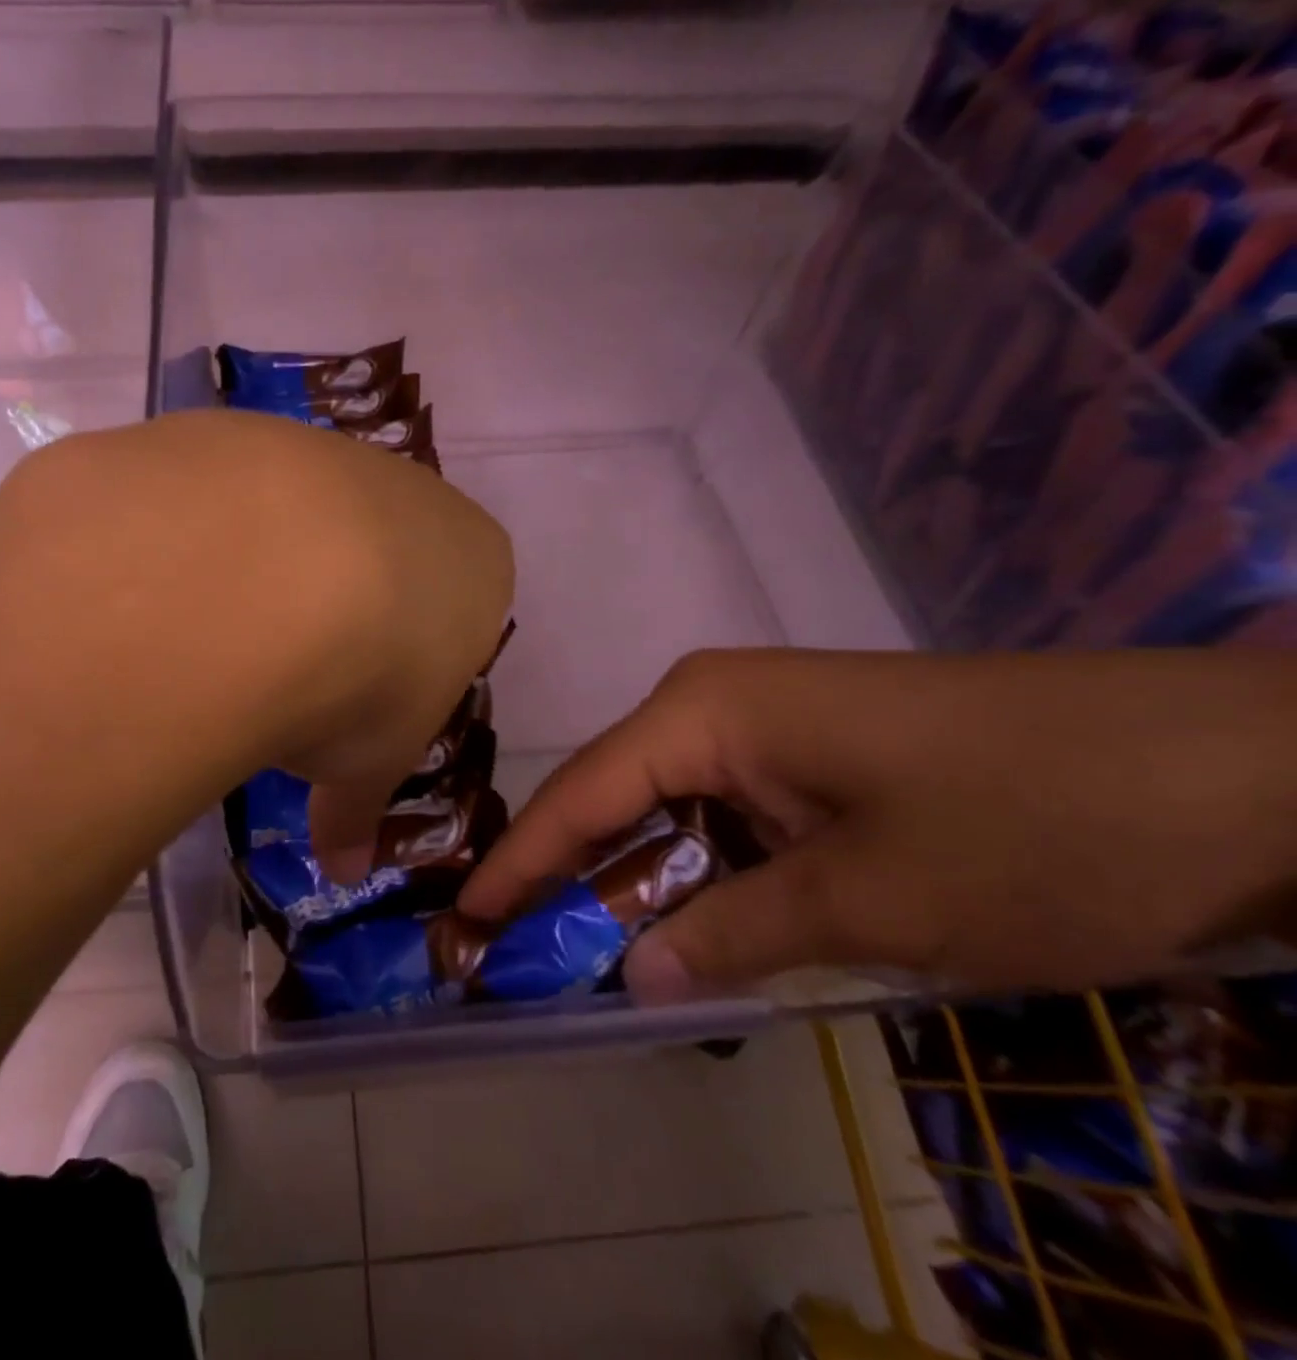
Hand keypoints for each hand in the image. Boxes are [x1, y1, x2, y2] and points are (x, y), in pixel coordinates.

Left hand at [0, 409, 515, 880]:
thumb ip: (356, 810)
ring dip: (256, 566)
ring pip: (288, 513)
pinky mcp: (225, 431)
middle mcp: (404, 488)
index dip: (406, 657)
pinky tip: (155, 585)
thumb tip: (344, 870)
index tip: (361, 697)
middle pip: (373, 550)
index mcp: (472, 562)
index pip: (452, 606)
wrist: (255, 580)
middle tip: (280, 670)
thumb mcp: (365, 764)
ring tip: (206, 632)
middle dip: (335, 606)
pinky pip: (209, 493)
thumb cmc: (357, 682)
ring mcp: (312, 447)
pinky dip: (187, 537)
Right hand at [457, 648, 1296, 1001]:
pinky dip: (703, 875)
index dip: (517, 862)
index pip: (581, 793)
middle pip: (615, 799)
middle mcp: (713, 704)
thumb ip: (734, 936)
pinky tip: (692, 926)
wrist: (1239, 767)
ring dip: (641, 885)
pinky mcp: (811, 753)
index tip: (463, 918)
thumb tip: (634, 978)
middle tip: (518, 952)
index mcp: (703, 711)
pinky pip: (727, 817)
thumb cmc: (1033, 822)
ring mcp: (764, 725)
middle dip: (570, 878)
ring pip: (671, 812)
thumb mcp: (872, 902)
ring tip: (588, 955)